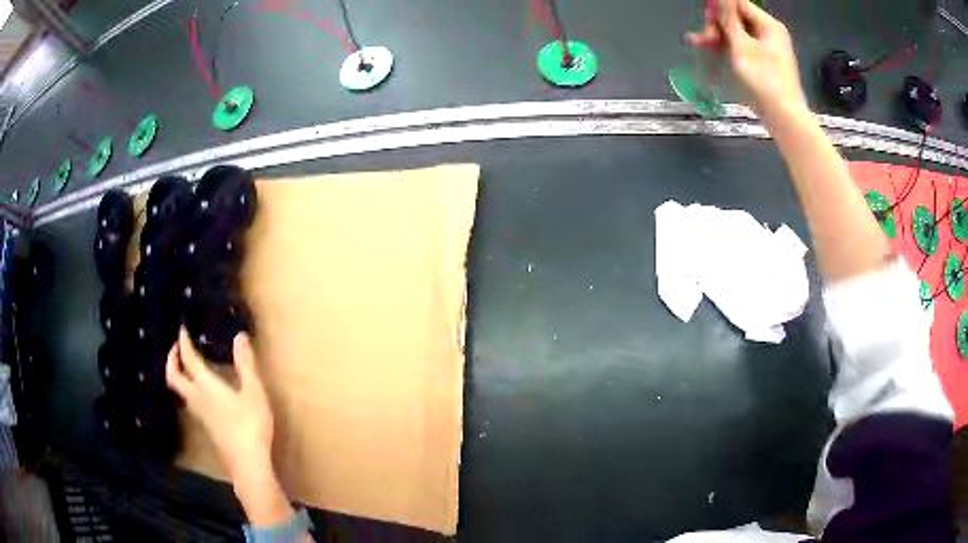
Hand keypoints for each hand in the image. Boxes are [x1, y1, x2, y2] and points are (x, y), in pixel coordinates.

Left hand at [165, 328, 273, 481]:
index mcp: (206, 386)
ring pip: (179, 390)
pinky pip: (189, 400)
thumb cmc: (250, 425)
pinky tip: (201, 391)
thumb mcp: (254, 392)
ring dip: (178, 374)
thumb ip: (246, 364)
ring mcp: (200, 414)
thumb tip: (239, 336)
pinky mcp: (206, 426)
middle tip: (176, 347)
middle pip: (174, 377)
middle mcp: (197, 398)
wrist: (247, 463)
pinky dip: (187, 387)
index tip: (182, 329)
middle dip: (172, 359)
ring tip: (185, 365)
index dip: (183, 343)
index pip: (188, 360)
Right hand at [686, 0, 807, 122]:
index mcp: (768, 25)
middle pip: (737, 19)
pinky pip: (743, 49)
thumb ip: (728, 18)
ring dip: (718, 38)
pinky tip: (711, 53)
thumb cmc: (764, 80)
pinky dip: (728, 50)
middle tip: (702, 39)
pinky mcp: (764, 65)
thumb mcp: (741, 45)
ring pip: (737, 35)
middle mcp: (769, 34)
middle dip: (717, 26)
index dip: (719, 9)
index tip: (705, 20)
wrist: (784, 118)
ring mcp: (768, 50)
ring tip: (698, 44)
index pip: (738, 5)